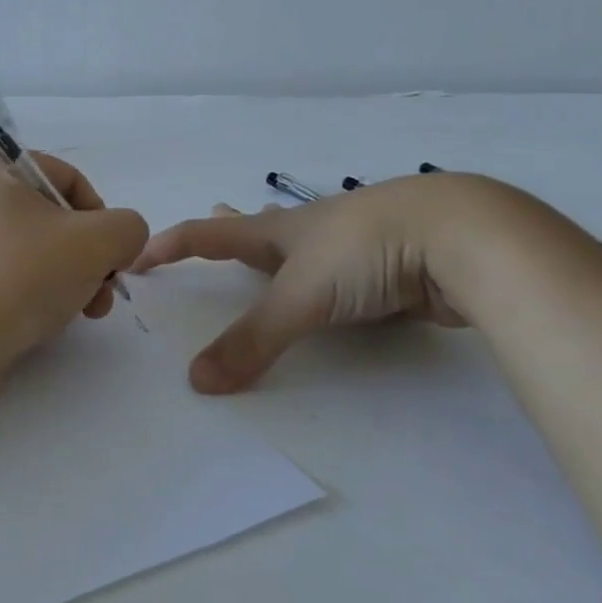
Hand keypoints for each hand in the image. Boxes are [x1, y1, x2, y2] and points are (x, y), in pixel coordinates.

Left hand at [0, 147, 148, 377]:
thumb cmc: (22, 274)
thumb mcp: (97, 241)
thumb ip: (128, 228)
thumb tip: (119, 243)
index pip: (68, 179)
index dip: (101, 217)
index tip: (110, 256)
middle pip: (53, 220)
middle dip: (88, 258)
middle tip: (102, 293)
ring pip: (33, 252)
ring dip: (68, 281)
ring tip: (81, 314)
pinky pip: (6, 278)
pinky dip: (32, 296)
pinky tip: (44, 324)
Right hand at [131, 177, 474, 393]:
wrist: (464, 237)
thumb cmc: (365, 250)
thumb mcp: (301, 295)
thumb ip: (252, 340)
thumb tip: (196, 381)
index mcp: (281, 230)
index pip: (210, 234)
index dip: (171, 245)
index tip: (137, 255)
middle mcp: (313, 232)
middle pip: (259, 229)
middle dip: (231, 229)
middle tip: (212, 221)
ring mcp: (355, 246)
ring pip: (307, 250)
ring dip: (282, 254)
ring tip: (271, 259)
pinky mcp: (391, 267)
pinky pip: (345, 276)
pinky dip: (328, 282)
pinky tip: (339, 288)